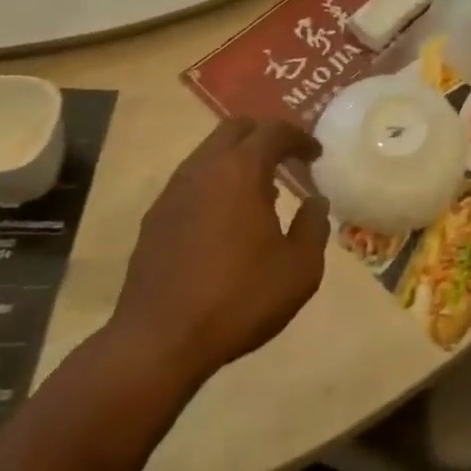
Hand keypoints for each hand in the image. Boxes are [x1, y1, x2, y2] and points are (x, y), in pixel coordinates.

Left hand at [111, 118, 329, 387]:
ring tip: (260, 190)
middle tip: (286, 157)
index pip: (274, 131)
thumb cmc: (238, 298)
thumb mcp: (299, 269)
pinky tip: (226, 218)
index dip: (299, 137)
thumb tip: (315, 202)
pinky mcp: (155, 217)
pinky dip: (215, 183)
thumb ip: (314, 227)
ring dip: (237, 159)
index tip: (315, 154)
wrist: (158, 342)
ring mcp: (174, 190)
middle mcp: (204, 167)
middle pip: (236, 128)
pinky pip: (192, 181)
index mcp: (241, 169)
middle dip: (264, 135)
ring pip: (210, 152)